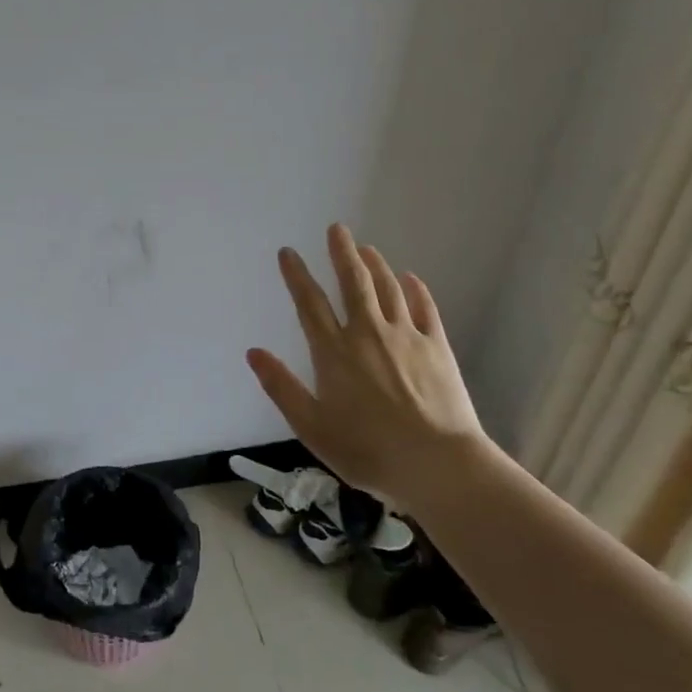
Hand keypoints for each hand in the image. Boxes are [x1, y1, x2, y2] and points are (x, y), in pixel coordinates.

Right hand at [246, 224, 484, 503]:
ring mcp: (407, 337)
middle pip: (353, 283)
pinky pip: (425, 308)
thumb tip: (253, 352)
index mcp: (334, 352)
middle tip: (337, 228)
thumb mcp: (311, 426)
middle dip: (342, 253)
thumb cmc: (367, 450)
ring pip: (388, 288)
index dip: (297, 275)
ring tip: (367, 248)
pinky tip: (410, 278)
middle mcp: (368, 333)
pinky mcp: (438, 347)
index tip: (288, 252)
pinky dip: (415, 289)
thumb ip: (281, 387)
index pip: (310, 304)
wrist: (437, 463)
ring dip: (375, 265)